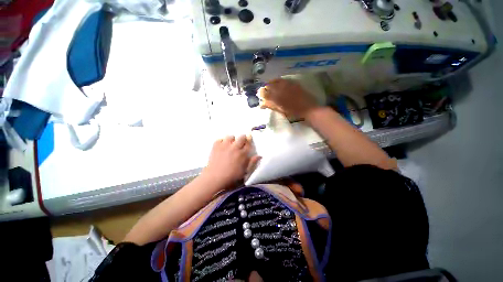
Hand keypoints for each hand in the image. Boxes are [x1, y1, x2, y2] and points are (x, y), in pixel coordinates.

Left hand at [202, 135, 260, 189]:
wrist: (215, 178)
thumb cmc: (231, 176)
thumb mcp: (244, 171)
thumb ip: (252, 162)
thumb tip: (259, 156)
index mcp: (242, 154)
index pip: (248, 143)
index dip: (249, 141)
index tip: (248, 141)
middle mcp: (235, 147)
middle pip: (241, 137)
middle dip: (242, 138)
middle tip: (240, 143)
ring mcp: (225, 145)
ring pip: (230, 136)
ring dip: (232, 140)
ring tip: (230, 145)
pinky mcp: (216, 145)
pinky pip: (220, 139)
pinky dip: (222, 142)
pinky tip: (222, 147)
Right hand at [259, 79, 318, 118]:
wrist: (308, 109)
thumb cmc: (294, 112)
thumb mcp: (281, 111)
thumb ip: (271, 106)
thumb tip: (262, 104)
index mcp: (277, 98)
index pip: (265, 93)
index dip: (261, 93)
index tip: (259, 95)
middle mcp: (281, 90)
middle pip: (269, 86)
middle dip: (265, 88)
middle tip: (264, 91)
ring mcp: (287, 86)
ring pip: (275, 81)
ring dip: (271, 83)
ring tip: (269, 85)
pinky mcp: (293, 84)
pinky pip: (283, 80)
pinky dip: (278, 80)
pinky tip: (277, 82)